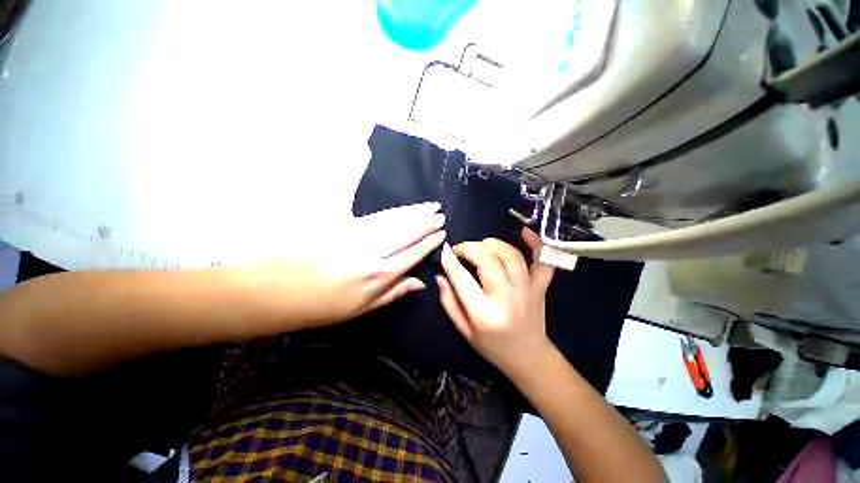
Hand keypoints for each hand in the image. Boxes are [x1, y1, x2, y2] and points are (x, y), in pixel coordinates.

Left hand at [250, 202, 445, 327]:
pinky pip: (374, 215)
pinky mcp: (341, 223)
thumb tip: (420, 282)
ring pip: (392, 220)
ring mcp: (356, 234)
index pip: (412, 253)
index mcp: (377, 275)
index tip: (441, 234)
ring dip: (412, 212)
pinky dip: (392, 211)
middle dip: (425, 222)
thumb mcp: (360, 309)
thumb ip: (393, 293)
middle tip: (440, 213)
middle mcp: (371, 251)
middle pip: (405, 232)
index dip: (428, 243)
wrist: (273, 289)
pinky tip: (401, 208)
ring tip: (428, 205)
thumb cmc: (319, 307)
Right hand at [437, 228, 555, 375]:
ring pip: (510, 254)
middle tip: (461, 250)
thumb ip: (449, 302)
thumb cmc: (493, 347)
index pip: (462, 278)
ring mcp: (527, 290)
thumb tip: (440, 276)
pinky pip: (543, 260)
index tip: (445, 252)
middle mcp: (506, 298)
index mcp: (484, 314)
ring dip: (492, 244)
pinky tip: (525, 232)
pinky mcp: (541, 287)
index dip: (450, 261)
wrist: (529, 357)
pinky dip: (535, 243)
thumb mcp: (464, 330)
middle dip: (469, 248)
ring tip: (482, 246)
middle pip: (487, 259)